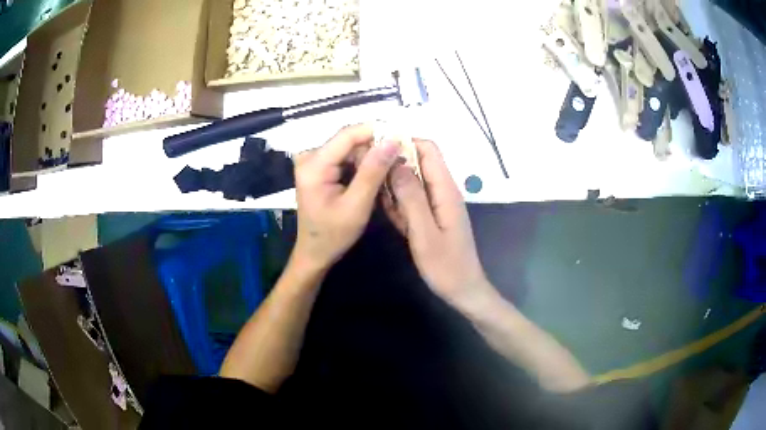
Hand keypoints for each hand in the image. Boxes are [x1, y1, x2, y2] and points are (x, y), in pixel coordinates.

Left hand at [293, 124, 401, 272]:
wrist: (315, 252)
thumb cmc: (334, 235)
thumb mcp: (357, 205)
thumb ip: (373, 171)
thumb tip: (392, 140)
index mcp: (314, 165)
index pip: (347, 135)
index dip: (376, 130)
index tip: (401, 135)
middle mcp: (309, 156)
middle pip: (349, 140)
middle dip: (375, 147)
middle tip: (399, 160)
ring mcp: (312, 161)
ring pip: (349, 147)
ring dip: (370, 157)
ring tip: (389, 170)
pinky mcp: (318, 167)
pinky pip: (345, 156)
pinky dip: (362, 164)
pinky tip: (375, 176)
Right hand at [384, 139, 495, 307]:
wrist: (462, 290)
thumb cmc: (445, 266)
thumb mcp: (424, 233)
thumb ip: (412, 197)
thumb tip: (397, 163)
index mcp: (445, 189)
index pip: (428, 150)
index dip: (405, 143)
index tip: (378, 149)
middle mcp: (442, 191)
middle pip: (418, 163)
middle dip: (394, 163)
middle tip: (369, 173)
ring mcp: (437, 204)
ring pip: (412, 181)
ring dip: (394, 185)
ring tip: (375, 194)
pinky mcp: (432, 216)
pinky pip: (413, 200)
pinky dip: (399, 203)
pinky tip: (390, 214)